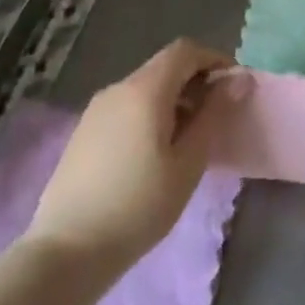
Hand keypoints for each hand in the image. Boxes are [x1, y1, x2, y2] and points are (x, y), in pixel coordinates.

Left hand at [23, 38, 243, 270]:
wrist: (66, 253)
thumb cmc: (138, 206)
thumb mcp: (189, 162)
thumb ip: (214, 114)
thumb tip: (238, 79)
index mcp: (145, 90)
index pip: (185, 50)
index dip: (214, 59)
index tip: (233, 87)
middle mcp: (117, 89)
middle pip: (164, 67)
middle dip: (195, 81)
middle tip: (216, 116)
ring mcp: (95, 111)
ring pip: (144, 88)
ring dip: (173, 100)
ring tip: (189, 139)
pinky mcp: (83, 133)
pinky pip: (126, 107)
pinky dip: (150, 114)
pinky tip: (155, 153)